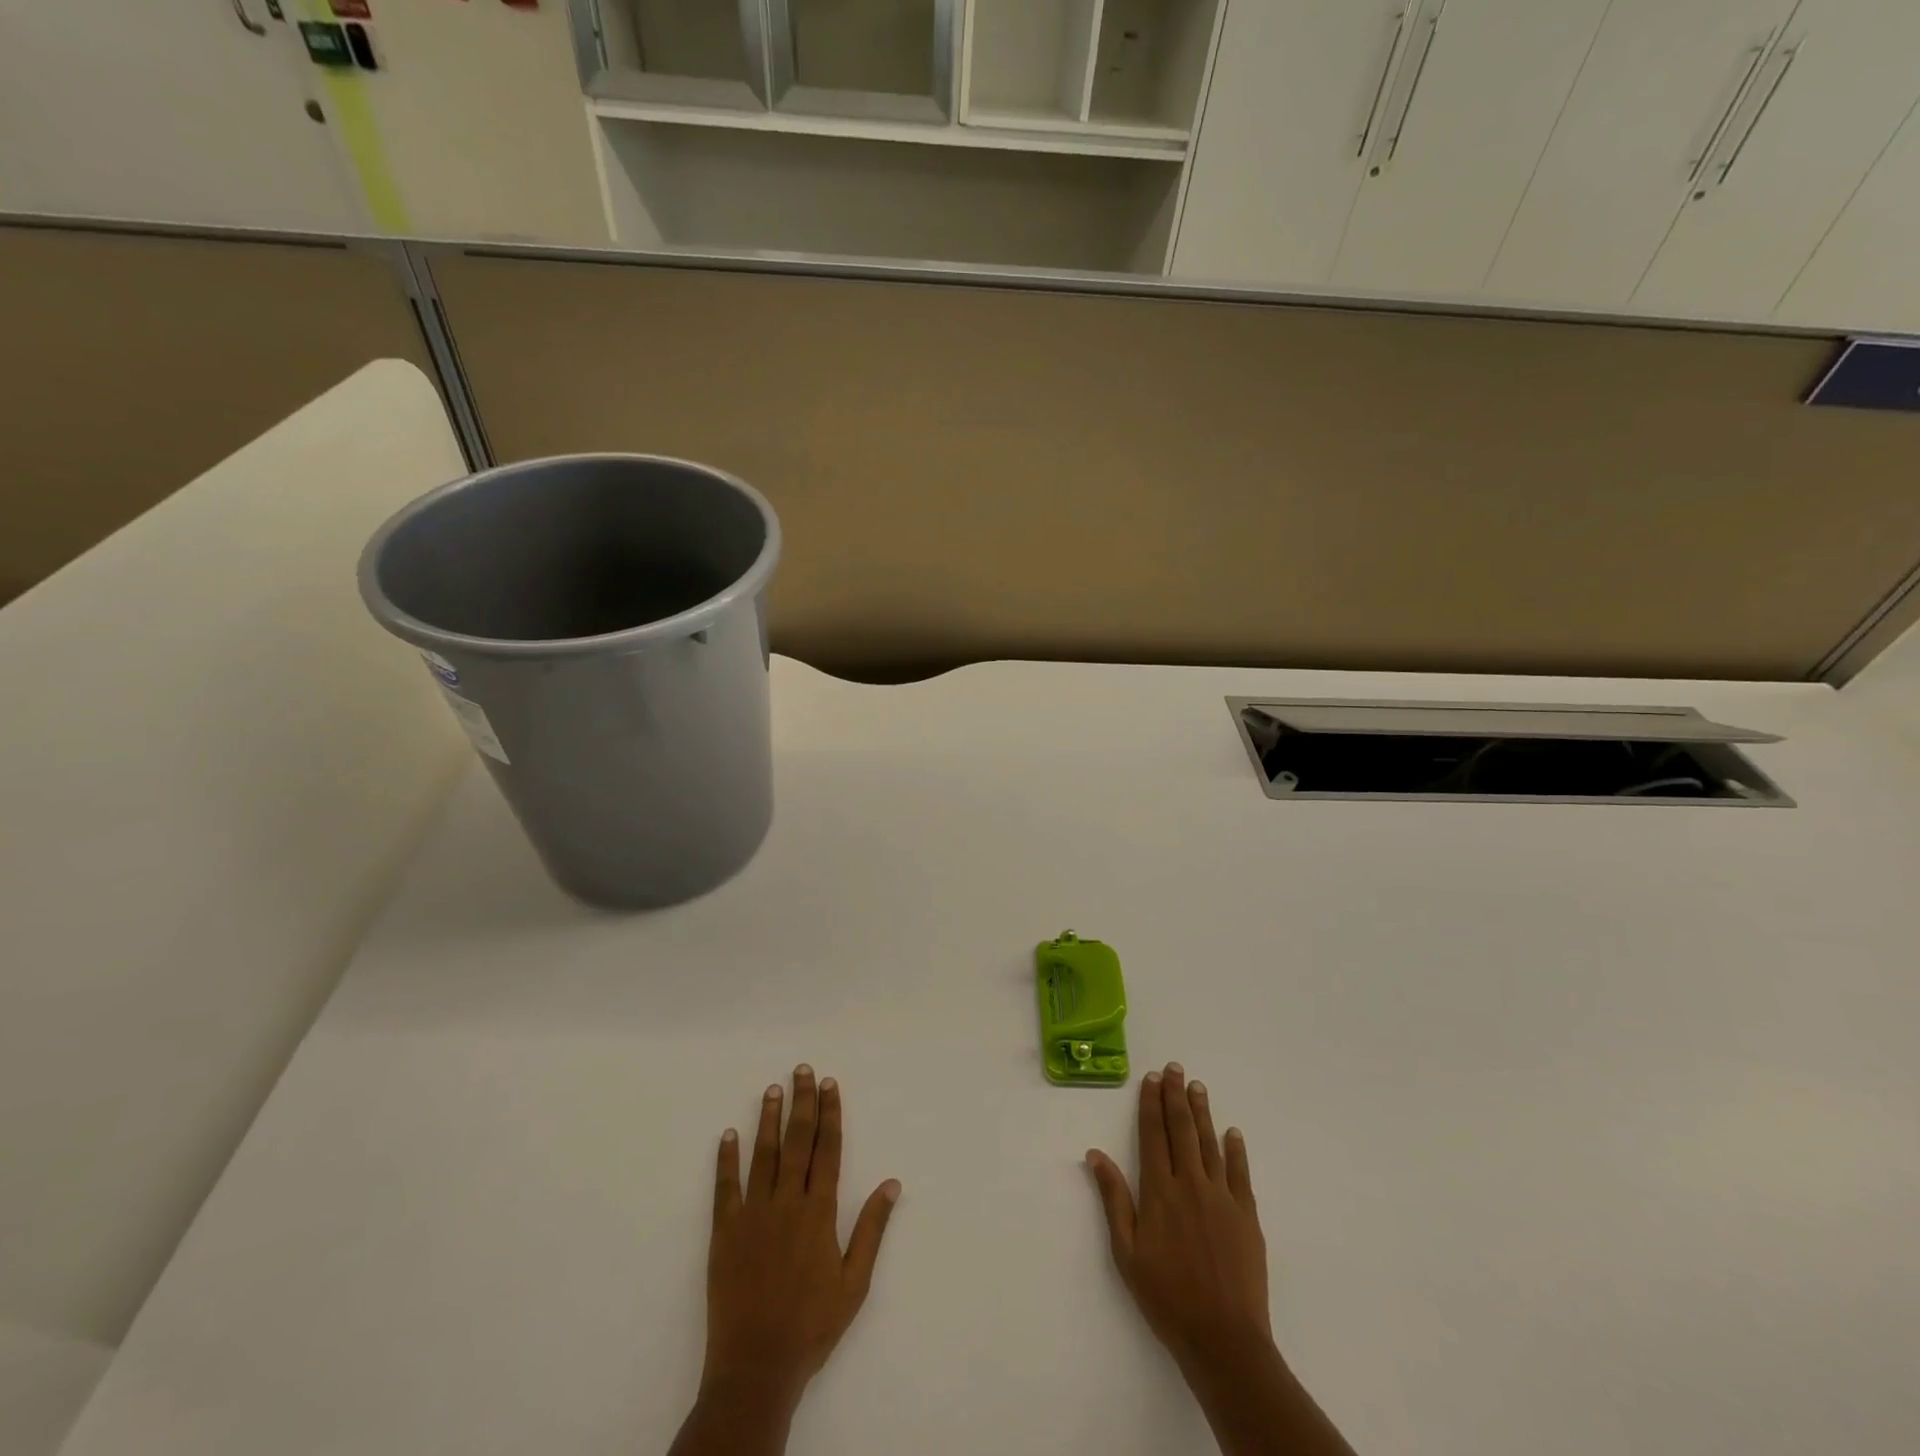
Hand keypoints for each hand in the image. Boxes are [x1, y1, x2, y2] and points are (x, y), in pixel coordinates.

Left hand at [701, 1065, 900, 1404]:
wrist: (756, 1367)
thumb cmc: (812, 1325)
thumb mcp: (855, 1282)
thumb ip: (871, 1229)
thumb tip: (892, 1183)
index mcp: (819, 1212)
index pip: (828, 1149)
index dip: (830, 1114)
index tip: (830, 1084)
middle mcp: (787, 1202)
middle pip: (797, 1141)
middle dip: (802, 1103)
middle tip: (803, 1070)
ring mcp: (753, 1214)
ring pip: (763, 1155)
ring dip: (768, 1120)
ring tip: (772, 1089)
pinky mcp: (725, 1232)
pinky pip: (726, 1187)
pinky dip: (726, 1159)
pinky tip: (728, 1135)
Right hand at [1086, 1063, 1269, 1369]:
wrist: (1223, 1339)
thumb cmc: (1166, 1297)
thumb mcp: (1127, 1252)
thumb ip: (1114, 1199)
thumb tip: (1095, 1155)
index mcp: (1160, 1191)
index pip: (1153, 1135)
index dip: (1150, 1104)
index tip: (1151, 1079)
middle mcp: (1191, 1183)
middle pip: (1182, 1129)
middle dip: (1176, 1096)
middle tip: (1174, 1068)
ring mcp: (1222, 1197)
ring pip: (1210, 1143)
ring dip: (1202, 1112)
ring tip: (1197, 1086)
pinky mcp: (1247, 1215)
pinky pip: (1240, 1172)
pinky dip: (1236, 1149)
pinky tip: (1232, 1132)